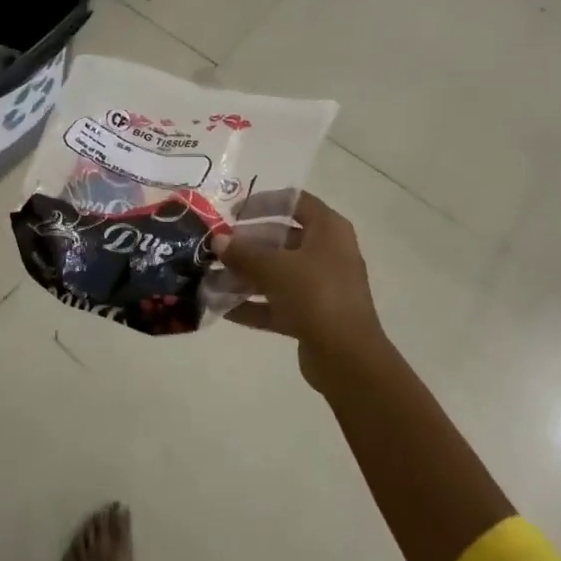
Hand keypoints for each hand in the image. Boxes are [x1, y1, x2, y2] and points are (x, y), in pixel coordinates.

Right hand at [214, 192, 388, 392]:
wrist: (348, 359)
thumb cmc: (316, 295)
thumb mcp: (275, 268)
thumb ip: (244, 252)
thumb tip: (218, 240)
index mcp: (328, 229)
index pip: (294, 202)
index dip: (263, 202)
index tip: (233, 212)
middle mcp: (328, 252)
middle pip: (282, 238)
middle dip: (247, 244)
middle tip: (217, 249)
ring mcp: (322, 286)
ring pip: (279, 273)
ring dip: (246, 276)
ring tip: (211, 279)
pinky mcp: (314, 316)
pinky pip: (279, 302)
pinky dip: (254, 304)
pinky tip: (222, 309)